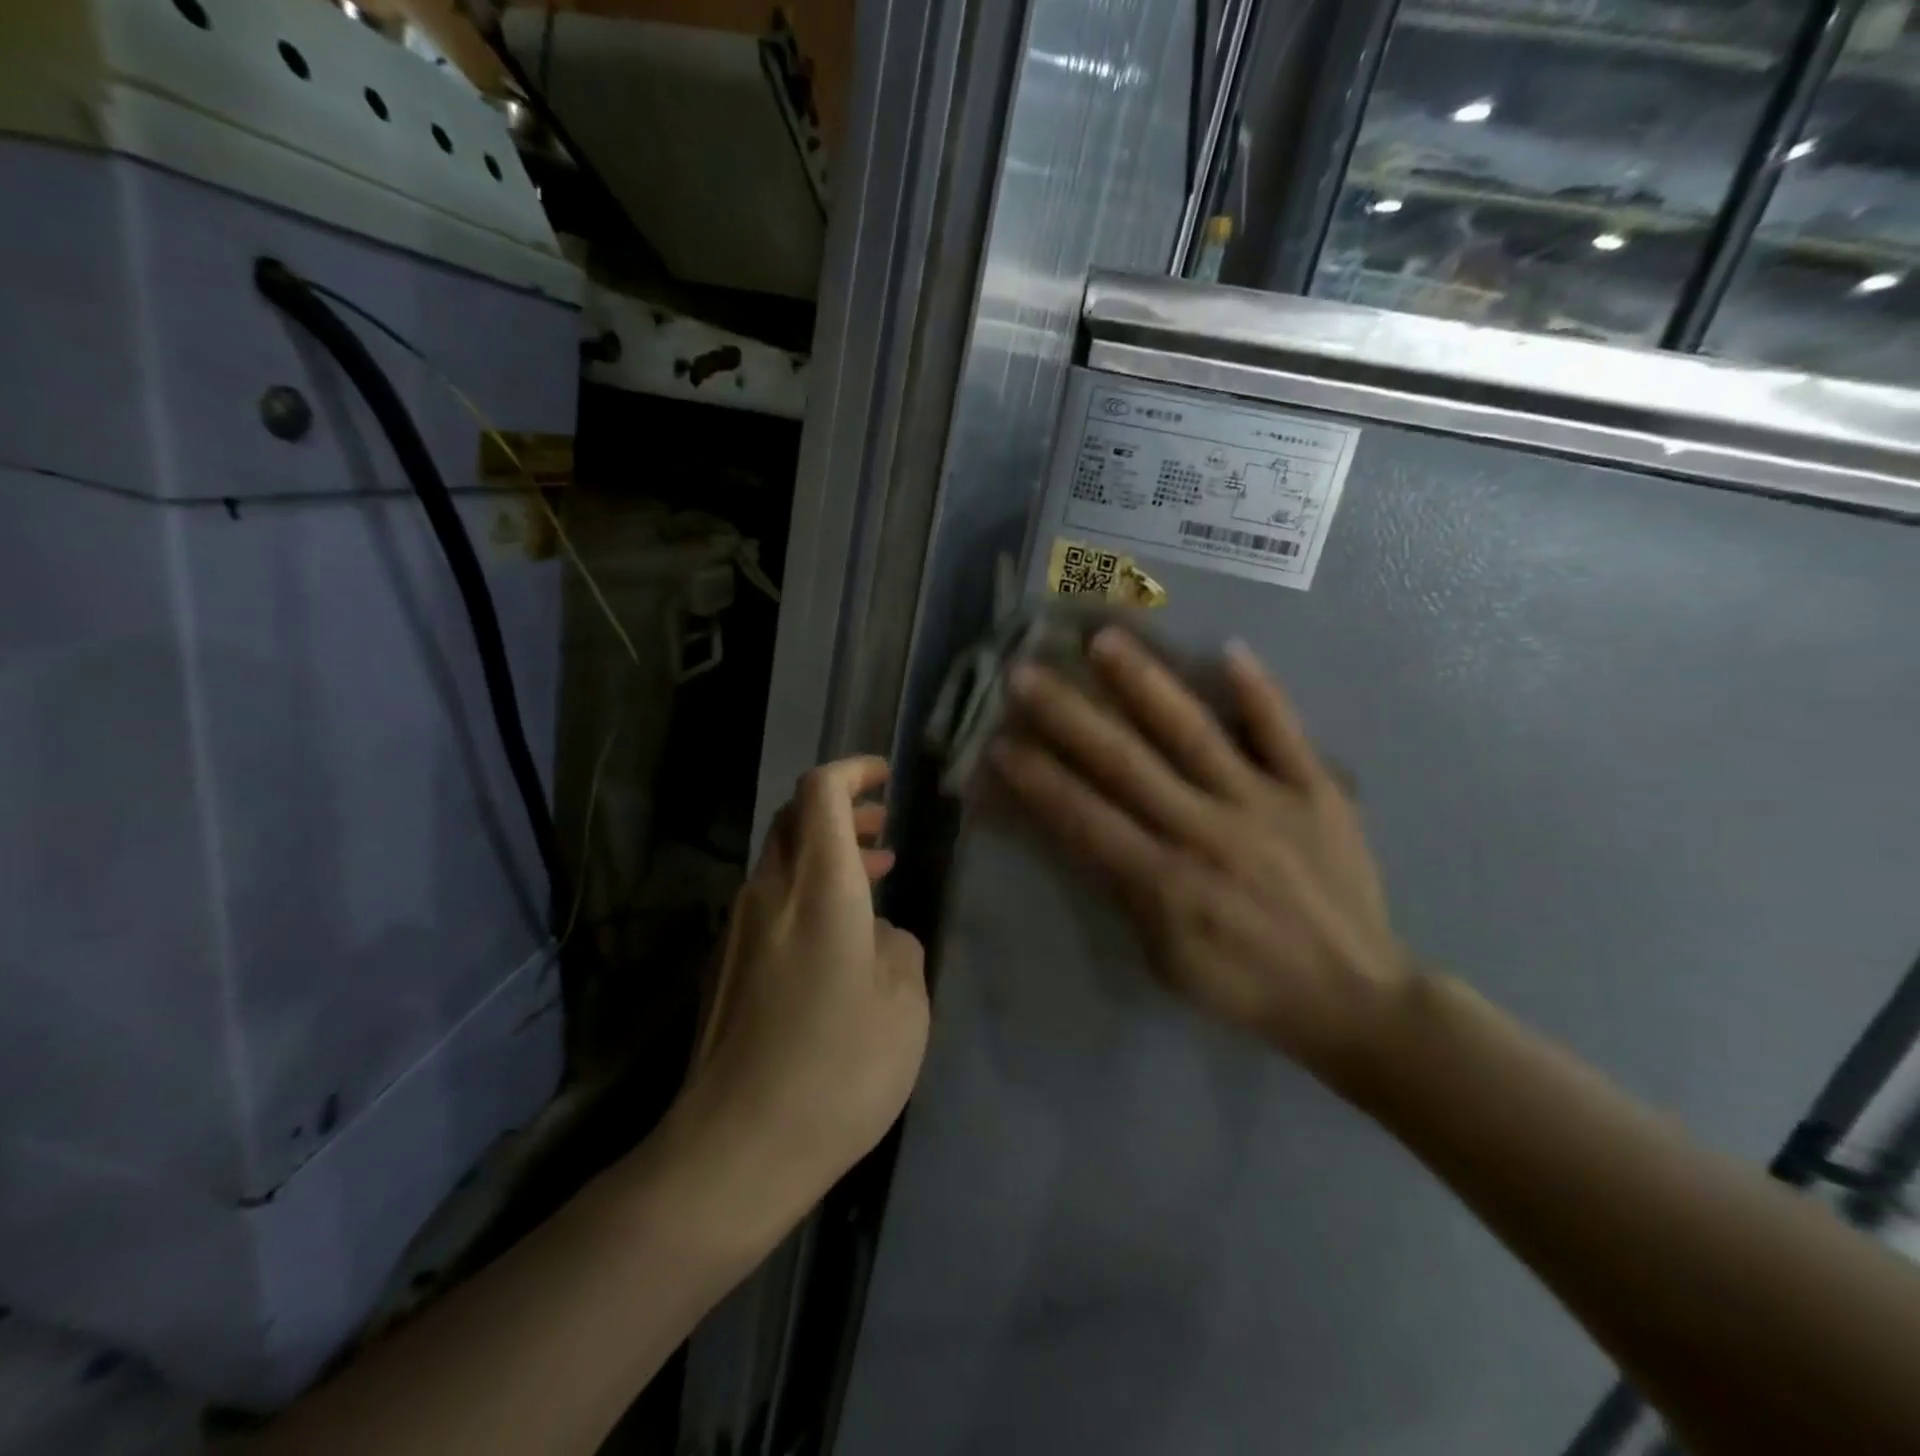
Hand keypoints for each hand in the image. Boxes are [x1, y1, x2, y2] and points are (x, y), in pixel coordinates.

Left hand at [680, 757, 929, 1219]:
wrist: (737, 1149)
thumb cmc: (839, 1069)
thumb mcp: (905, 1007)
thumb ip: (899, 950)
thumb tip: (879, 936)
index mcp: (819, 888)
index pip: (821, 793)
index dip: (852, 772)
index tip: (884, 778)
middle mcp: (771, 893)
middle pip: (794, 819)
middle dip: (841, 810)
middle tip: (884, 827)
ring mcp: (739, 929)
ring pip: (782, 861)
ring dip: (827, 854)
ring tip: (876, 873)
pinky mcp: (727, 964)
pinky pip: (771, 902)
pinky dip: (807, 892)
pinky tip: (840, 935)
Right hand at [992, 628, 1410, 1086]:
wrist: (1355, 998)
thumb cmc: (1245, 986)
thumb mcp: (1166, 960)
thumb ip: (1126, 892)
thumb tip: (1088, 830)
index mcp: (1165, 883)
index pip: (1085, 818)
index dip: (1038, 780)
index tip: (999, 742)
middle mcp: (1206, 831)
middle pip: (1126, 763)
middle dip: (1069, 716)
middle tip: (1026, 672)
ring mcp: (1264, 804)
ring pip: (1193, 733)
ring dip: (1145, 684)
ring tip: (1105, 638)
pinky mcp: (1315, 793)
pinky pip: (1284, 734)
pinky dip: (1259, 692)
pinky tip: (1229, 648)